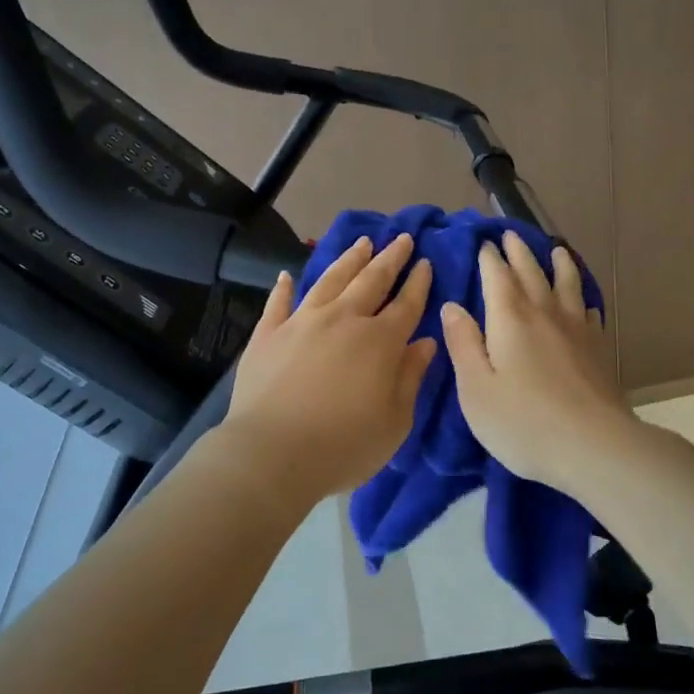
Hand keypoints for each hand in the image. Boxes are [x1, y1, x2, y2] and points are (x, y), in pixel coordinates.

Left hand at [221, 233, 435, 502]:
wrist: (272, 454)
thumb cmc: (344, 445)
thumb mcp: (395, 421)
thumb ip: (411, 377)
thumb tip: (425, 342)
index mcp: (379, 341)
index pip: (406, 304)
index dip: (419, 283)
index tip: (426, 263)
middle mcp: (343, 319)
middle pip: (371, 281)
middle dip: (390, 258)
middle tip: (402, 238)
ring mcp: (302, 322)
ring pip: (330, 280)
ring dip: (348, 260)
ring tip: (361, 242)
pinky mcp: (268, 335)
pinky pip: (278, 303)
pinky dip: (283, 287)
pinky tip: (286, 275)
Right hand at [440, 232, 641, 493]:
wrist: (594, 446)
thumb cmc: (523, 421)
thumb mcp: (476, 389)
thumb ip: (463, 344)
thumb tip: (451, 307)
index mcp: (510, 319)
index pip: (496, 277)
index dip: (488, 258)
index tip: (483, 242)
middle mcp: (544, 313)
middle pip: (531, 273)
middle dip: (518, 252)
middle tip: (510, 235)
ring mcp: (577, 329)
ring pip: (566, 285)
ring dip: (559, 264)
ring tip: (556, 250)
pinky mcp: (599, 349)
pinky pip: (589, 312)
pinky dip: (583, 300)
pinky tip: (584, 304)